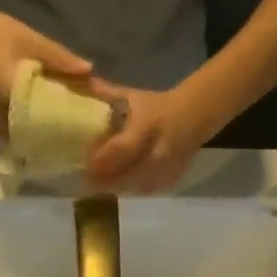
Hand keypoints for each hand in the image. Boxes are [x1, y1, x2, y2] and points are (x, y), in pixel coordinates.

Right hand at [0, 0, 92, 141]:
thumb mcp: (29, 40)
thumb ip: (59, 59)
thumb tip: (91, 72)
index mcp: (13, 103)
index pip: (48, 127)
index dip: (71, 129)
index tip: (90, 126)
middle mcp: (3, 121)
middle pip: (40, 138)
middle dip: (62, 134)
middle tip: (85, 128)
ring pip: (29, 137)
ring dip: (48, 133)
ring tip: (72, 125)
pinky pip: (19, 131)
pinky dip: (35, 128)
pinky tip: (50, 117)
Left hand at [85, 81, 217, 192]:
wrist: (194, 117)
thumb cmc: (158, 106)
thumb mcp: (134, 96)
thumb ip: (108, 95)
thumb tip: (82, 85)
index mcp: (148, 125)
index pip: (122, 148)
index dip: (103, 158)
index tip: (85, 163)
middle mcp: (159, 150)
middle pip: (128, 174)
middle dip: (106, 180)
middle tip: (86, 182)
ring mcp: (167, 169)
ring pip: (136, 187)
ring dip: (116, 188)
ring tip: (98, 187)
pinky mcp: (170, 181)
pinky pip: (145, 191)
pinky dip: (130, 191)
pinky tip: (117, 188)